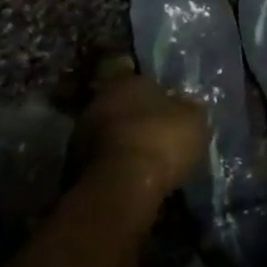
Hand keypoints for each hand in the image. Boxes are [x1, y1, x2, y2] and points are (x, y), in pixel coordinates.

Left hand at [68, 68, 206, 208]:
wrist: (121, 186)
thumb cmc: (161, 140)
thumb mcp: (194, 120)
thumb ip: (189, 108)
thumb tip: (188, 104)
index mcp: (127, 81)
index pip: (145, 83)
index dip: (161, 99)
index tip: (173, 116)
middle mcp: (98, 100)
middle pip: (124, 108)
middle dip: (139, 122)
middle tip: (160, 140)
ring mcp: (81, 133)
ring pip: (110, 134)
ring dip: (124, 145)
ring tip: (146, 164)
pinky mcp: (73, 164)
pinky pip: (102, 160)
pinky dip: (115, 167)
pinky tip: (131, 179)